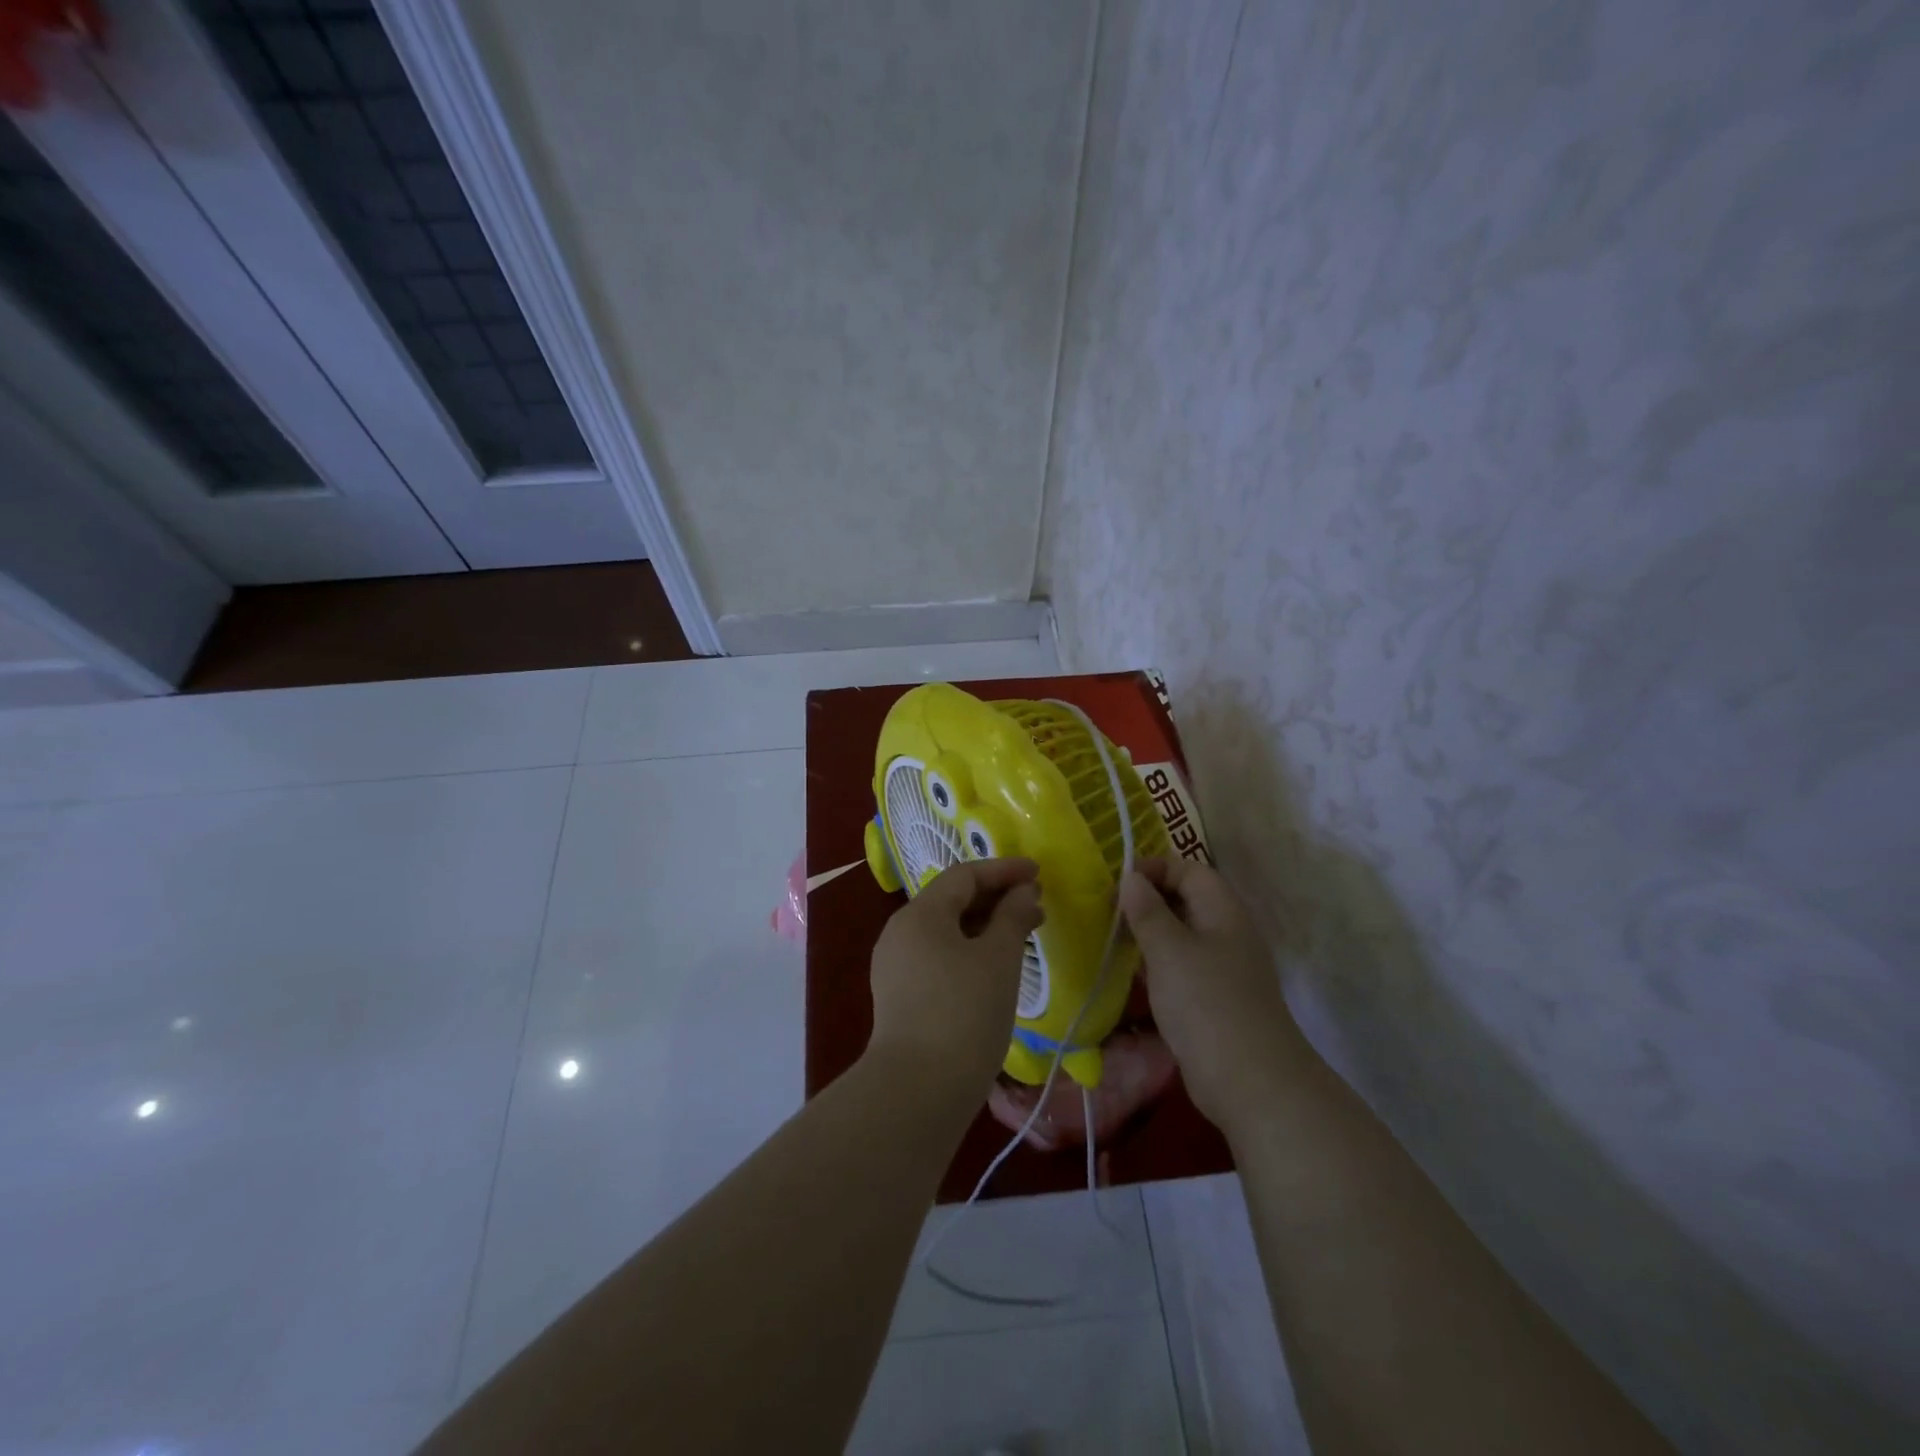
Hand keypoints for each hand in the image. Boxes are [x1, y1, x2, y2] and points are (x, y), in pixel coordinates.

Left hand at [867, 858, 1043, 1100]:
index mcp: (919, 914)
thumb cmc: (965, 1013)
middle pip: (952, 900)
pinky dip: (969, 950)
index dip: (1004, 870)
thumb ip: (1013, 916)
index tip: (1038, 873)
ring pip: (946, 931)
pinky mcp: (900, 996)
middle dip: (996, 898)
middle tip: (1036, 906)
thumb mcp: (998, 958)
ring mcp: (896, 966)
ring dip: (984, 926)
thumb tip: (1023, 892)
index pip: (964, 875)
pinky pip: (938, 956)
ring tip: (1021, 935)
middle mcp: (900, 932)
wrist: (918, 1091)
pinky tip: (994, 967)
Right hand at [1120, 857, 1310, 1130]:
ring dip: (1150, 933)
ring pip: (1182, 935)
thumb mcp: (1168, 949)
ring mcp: (1224, 967)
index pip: (1188, 869)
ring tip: (1113, 940)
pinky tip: (1133, 975)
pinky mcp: (1216, 998)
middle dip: (1147, 900)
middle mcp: (1227, 931)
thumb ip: (1147, 910)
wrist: (1251, 1081)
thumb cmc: (1206, 1002)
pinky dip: (1158, 963)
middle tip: (1108, 912)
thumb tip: (1130, 878)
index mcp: (1222, 910)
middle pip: (1186, 900)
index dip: (1153, 869)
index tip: (1116, 884)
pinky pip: (1183, 966)